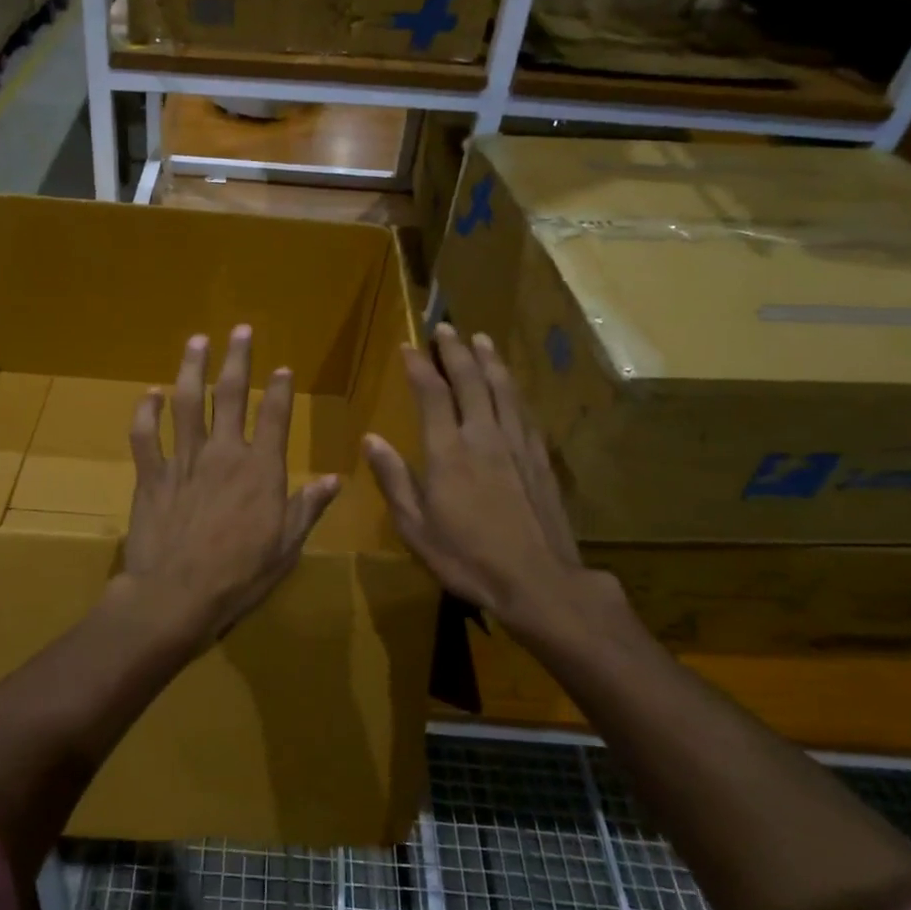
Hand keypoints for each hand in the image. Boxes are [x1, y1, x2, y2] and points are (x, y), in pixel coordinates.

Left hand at [117, 326, 340, 653]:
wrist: (176, 596)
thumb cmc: (239, 576)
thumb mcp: (286, 547)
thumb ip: (308, 507)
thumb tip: (335, 478)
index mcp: (260, 469)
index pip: (274, 416)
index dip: (280, 389)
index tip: (283, 368)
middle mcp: (223, 452)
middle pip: (230, 394)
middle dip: (237, 358)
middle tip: (240, 329)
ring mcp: (183, 460)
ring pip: (186, 402)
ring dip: (191, 368)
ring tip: (197, 341)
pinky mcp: (151, 474)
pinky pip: (145, 435)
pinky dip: (145, 412)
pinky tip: (149, 393)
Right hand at [362, 323, 626, 644]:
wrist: (538, 581)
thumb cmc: (467, 558)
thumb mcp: (416, 527)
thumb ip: (394, 479)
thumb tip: (370, 439)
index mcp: (448, 452)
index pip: (432, 395)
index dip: (420, 366)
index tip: (409, 345)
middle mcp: (483, 437)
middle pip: (471, 381)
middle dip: (456, 351)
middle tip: (447, 328)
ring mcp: (516, 445)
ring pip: (503, 390)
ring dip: (490, 361)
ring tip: (482, 339)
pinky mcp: (539, 459)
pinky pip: (524, 412)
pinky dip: (513, 390)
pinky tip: (511, 385)